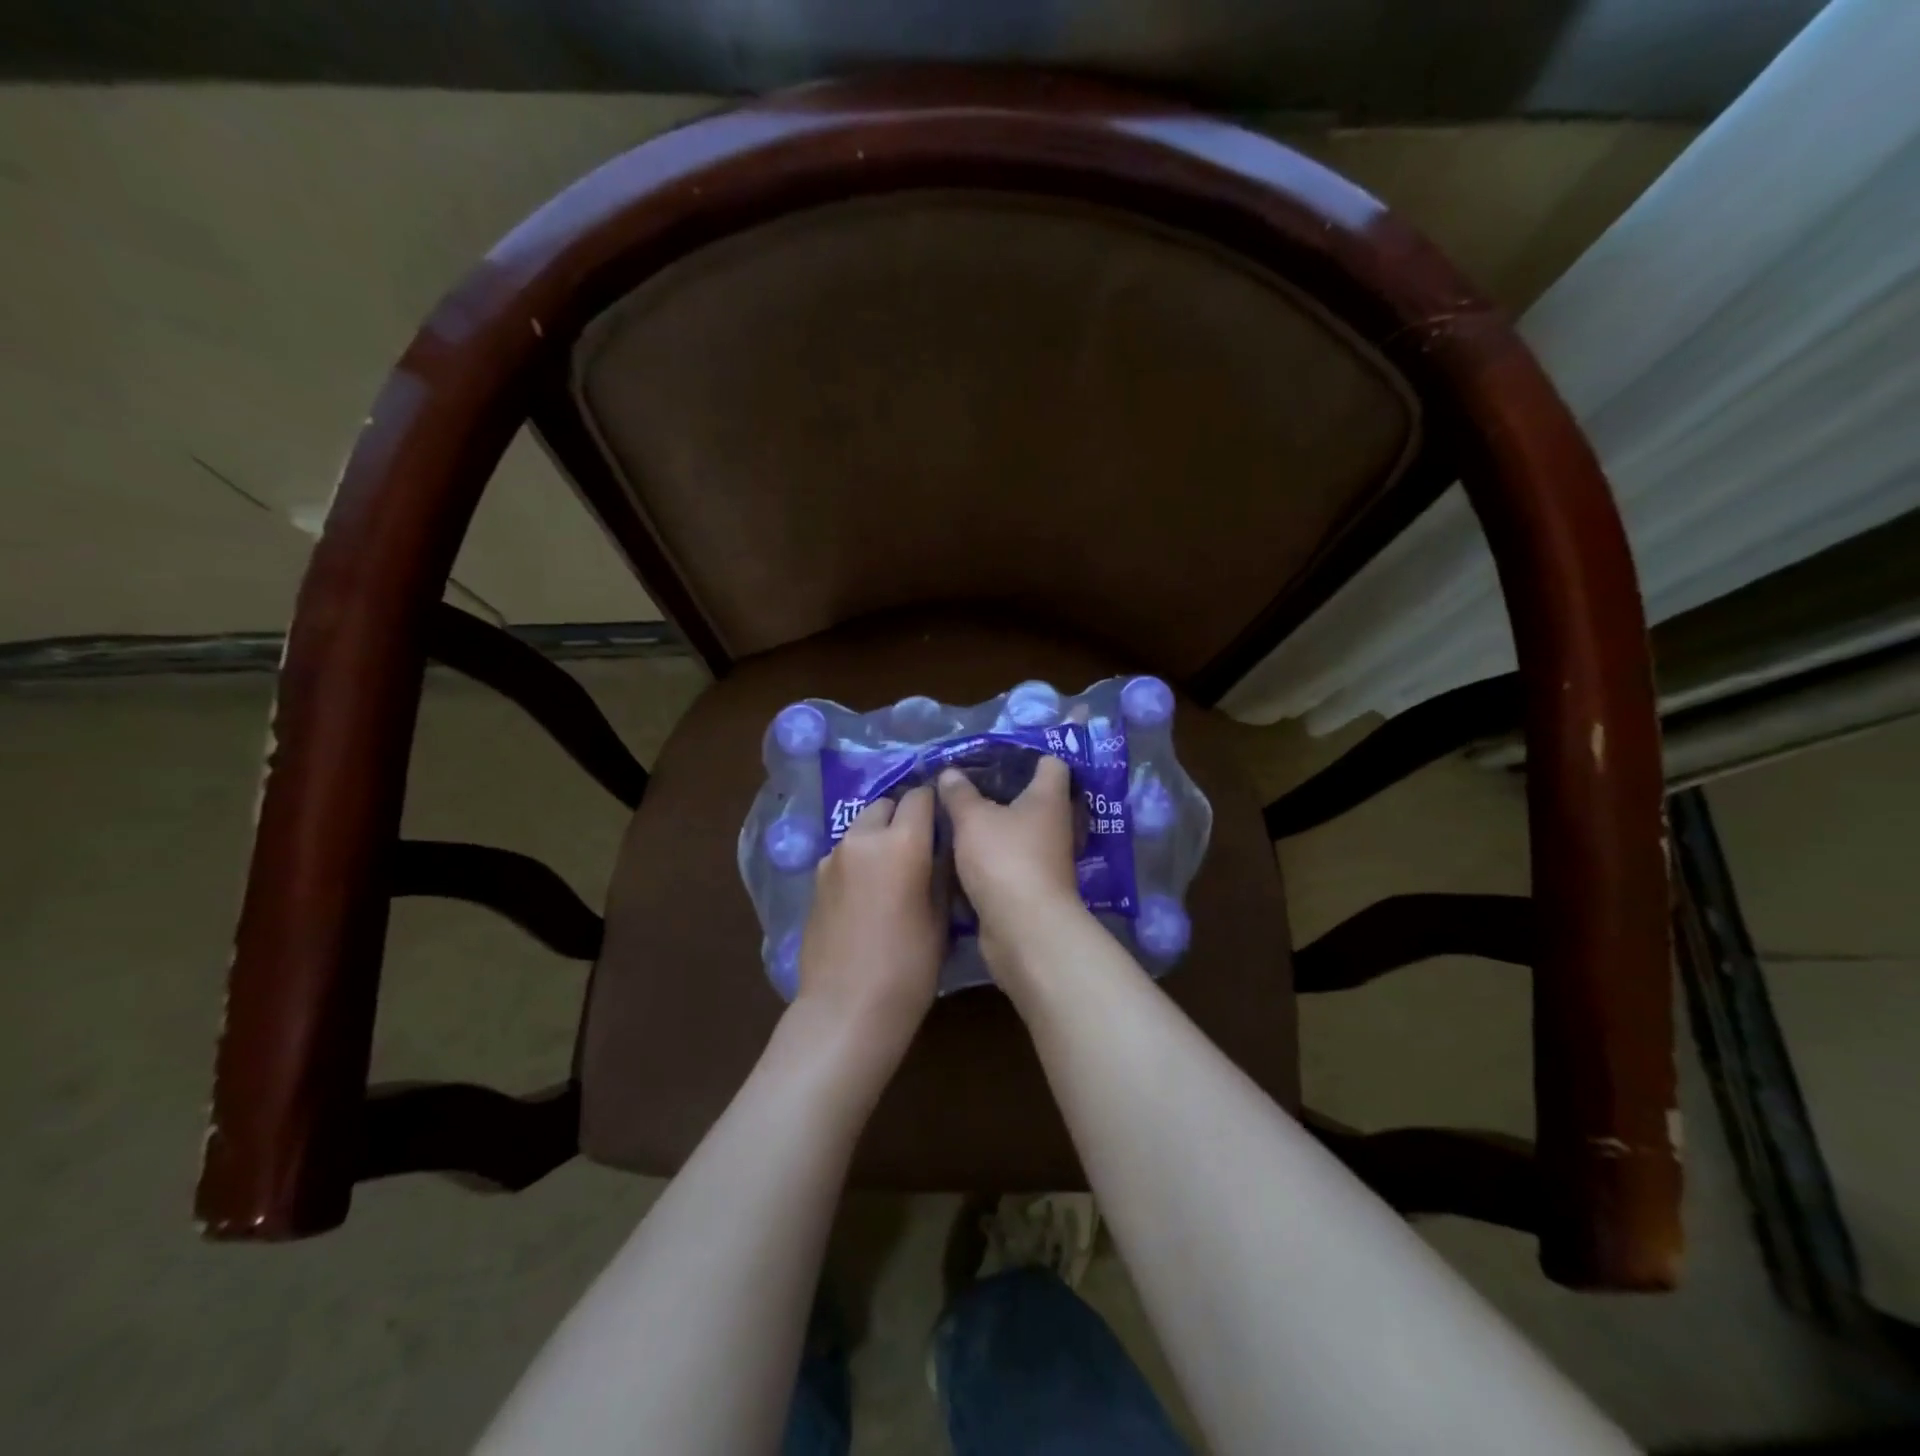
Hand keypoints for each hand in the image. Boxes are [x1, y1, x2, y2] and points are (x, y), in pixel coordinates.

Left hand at [794, 786, 944, 1069]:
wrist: (847, 1008)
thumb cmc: (908, 967)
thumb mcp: (940, 917)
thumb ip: (940, 870)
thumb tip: (942, 845)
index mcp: (902, 842)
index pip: (920, 796)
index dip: (935, 804)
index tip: (944, 821)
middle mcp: (863, 838)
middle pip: (885, 805)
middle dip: (903, 816)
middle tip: (918, 847)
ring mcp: (833, 858)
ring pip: (861, 828)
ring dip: (878, 836)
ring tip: (891, 871)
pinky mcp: (815, 879)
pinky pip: (843, 854)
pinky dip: (858, 860)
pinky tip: (866, 894)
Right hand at [937, 756, 1088, 980]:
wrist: (1024, 929)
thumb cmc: (1004, 859)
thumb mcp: (973, 819)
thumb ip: (959, 794)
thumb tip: (950, 773)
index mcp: (1049, 798)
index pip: (1052, 763)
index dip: (1029, 755)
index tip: (998, 753)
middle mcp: (1055, 825)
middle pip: (1035, 798)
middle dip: (1005, 792)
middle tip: (969, 784)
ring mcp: (1047, 858)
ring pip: (1020, 832)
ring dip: (997, 826)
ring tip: (961, 816)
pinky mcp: (1034, 887)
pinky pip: (1011, 861)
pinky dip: (993, 856)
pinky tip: (965, 853)